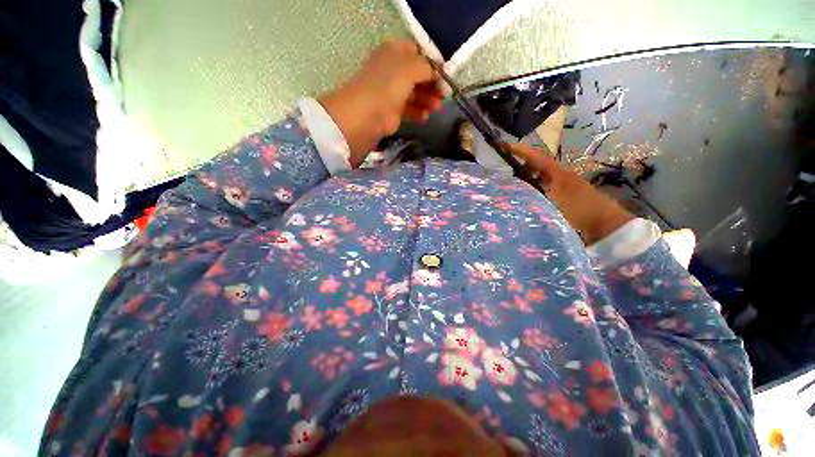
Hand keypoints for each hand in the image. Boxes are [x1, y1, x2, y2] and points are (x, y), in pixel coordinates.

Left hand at [319, 40, 442, 166]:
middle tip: (444, 95)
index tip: (444, 74)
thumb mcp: (411, 67)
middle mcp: (393, 70)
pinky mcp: (393, 111)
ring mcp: (392, 92)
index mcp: (394, 52)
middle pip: (418, 75)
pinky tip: (425, 117)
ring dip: (428, 100)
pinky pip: (410, 109)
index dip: (432, 63)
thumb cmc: (388, 85)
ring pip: (415, 93)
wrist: (368, 115)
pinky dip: (419, 112)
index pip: (417, 53)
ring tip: (436, 108)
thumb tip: (437, 73)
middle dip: (432, 84)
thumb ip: (427, 67)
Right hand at [510, 144, 634, 244]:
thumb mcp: (559, 199)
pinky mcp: (560, 198)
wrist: (605, 225)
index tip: (504, 146)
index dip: (521, 151)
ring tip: (507, 182)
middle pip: (536, 165)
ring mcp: (559, 188)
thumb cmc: (582, 209)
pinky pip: (540, 188)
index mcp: (558, 173)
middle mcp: (558, 177)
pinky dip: (530, 188)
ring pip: (537, 177)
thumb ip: (537, 191)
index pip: (536, 157)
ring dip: (523, 176)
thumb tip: (515, 185)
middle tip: (500, 167)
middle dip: (519, 163)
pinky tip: (522, 196)